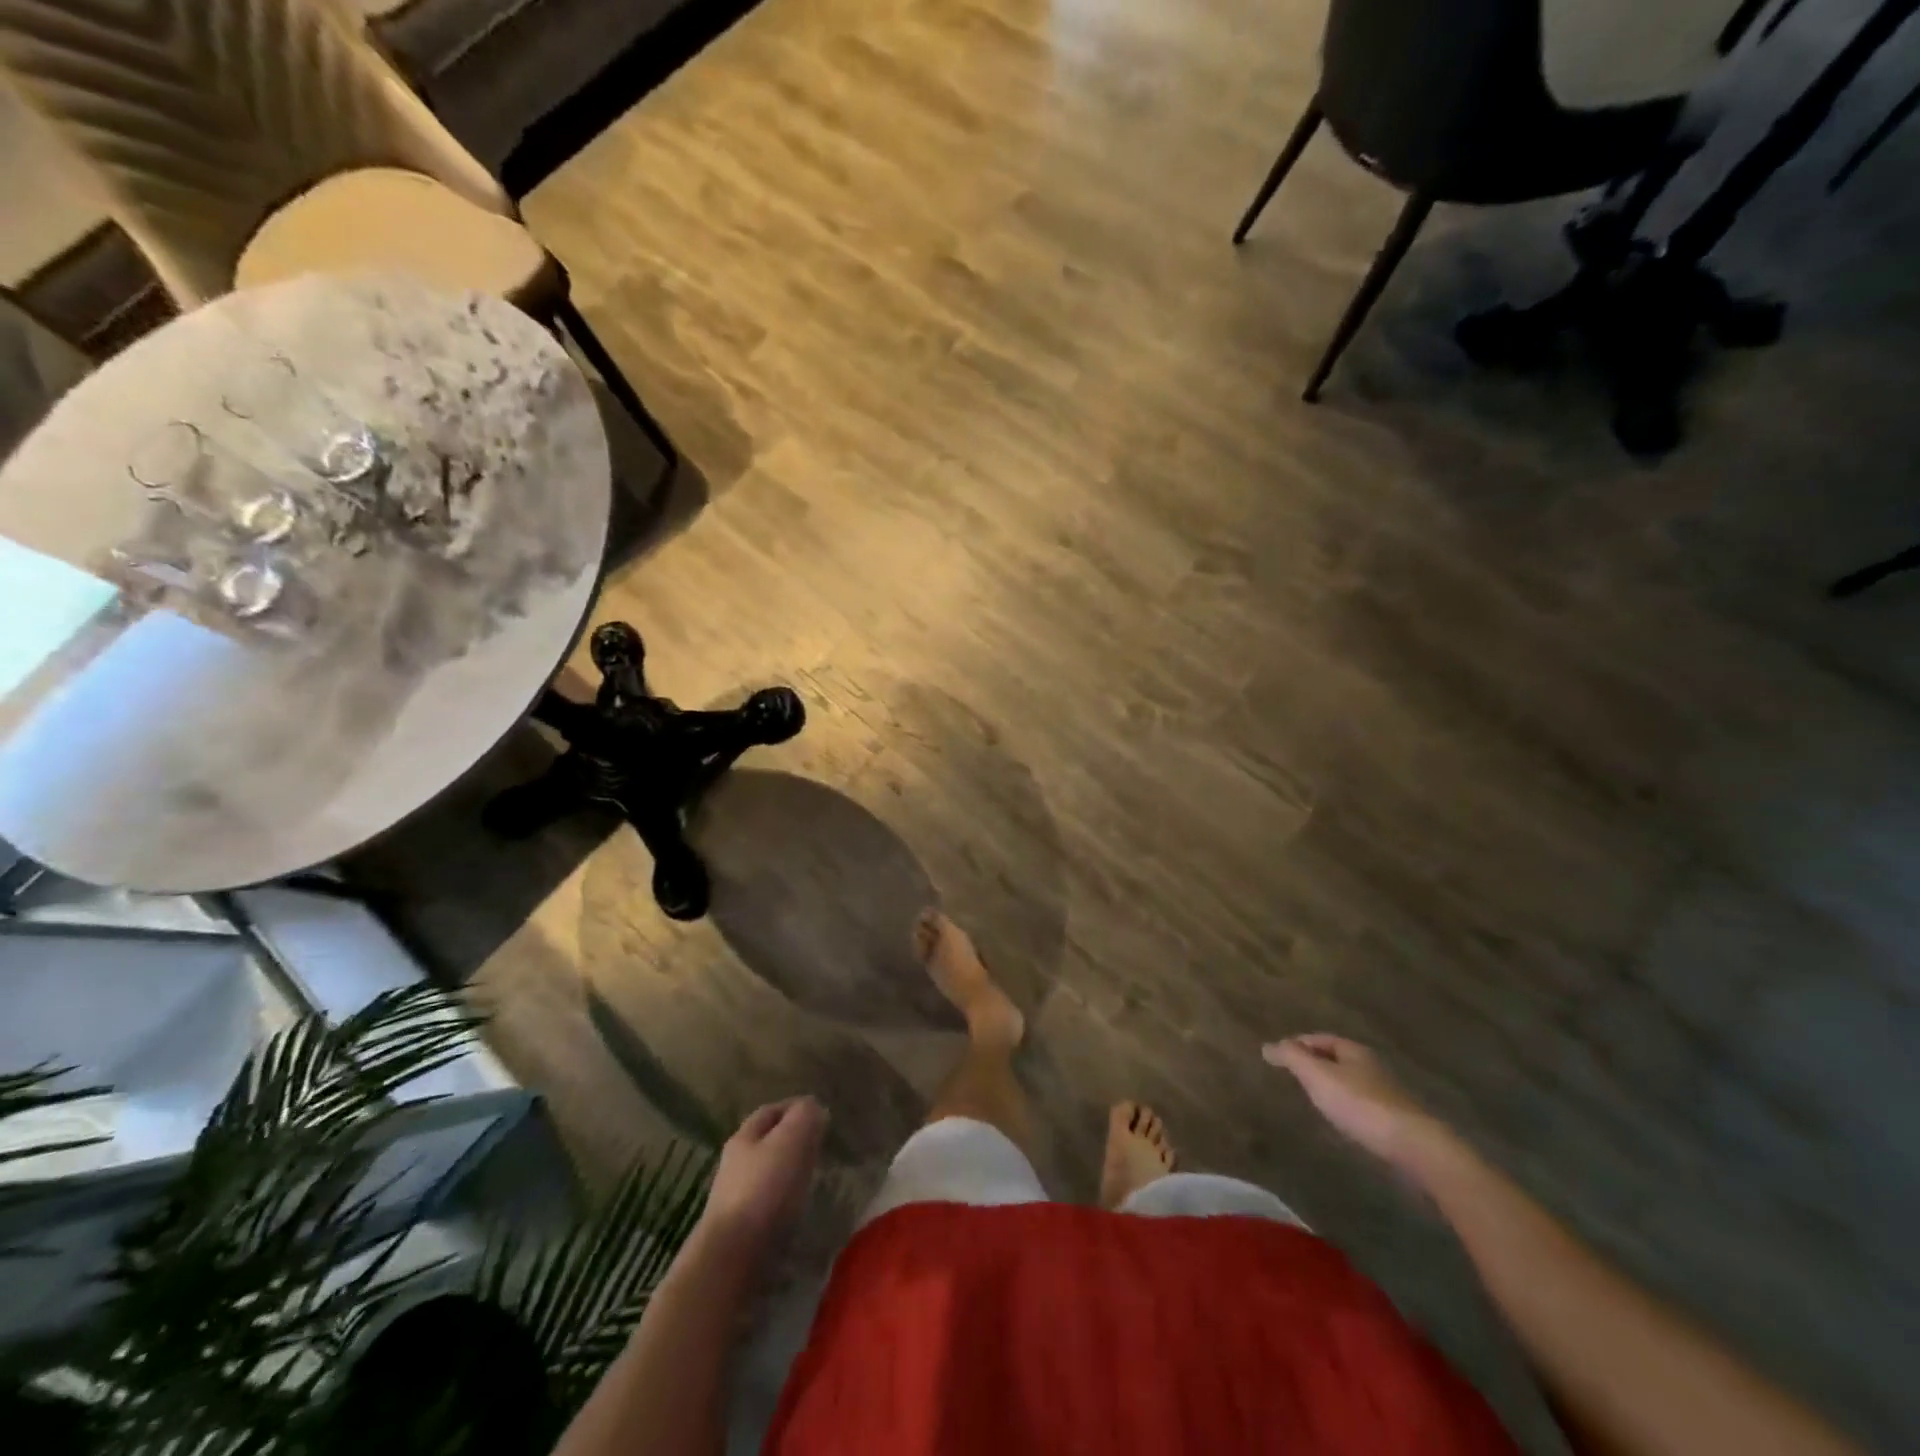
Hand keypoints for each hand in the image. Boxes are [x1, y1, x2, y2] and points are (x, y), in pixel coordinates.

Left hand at [702, 1097, 828, 1249]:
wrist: (732, 1257)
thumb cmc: (763, 1189)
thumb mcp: (791, 1140)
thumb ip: (805, 1116)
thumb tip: (812, 1107)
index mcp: (744, 1137)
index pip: (771, 1111)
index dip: (795, 1108)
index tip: (820, 1115)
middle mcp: (735, 1163)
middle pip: (767, 1142)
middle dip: (793, 1139)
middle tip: (820, 1145)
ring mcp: (735, 1198)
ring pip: (768, 1172)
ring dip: (790, 1171)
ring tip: (813, 1177)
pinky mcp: (740, 1228)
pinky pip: (768, 1202)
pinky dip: (785, 1198)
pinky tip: (798, 1208)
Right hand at [1263, 1035, 1441, 1170]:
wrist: (1414, 1146)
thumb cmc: (1360, 1103)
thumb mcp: (1317, 1075)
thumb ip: (1291, 1058)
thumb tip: (1267, 1045)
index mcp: (1354, 1051)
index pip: (1320, 1038)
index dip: (1298, 1044)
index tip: (1279, 1057)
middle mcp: (1372, 1066)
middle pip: (1337, 1059)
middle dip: (1315, 1064)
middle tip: (1293, 1076)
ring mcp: (1387, 1094)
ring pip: (1351, 1083)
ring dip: (1332, 1087)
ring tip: (1312, 1100)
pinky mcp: (1396, 1121)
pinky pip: (1363, 1105)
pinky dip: (1346, 1107)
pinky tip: (1340, 1122)